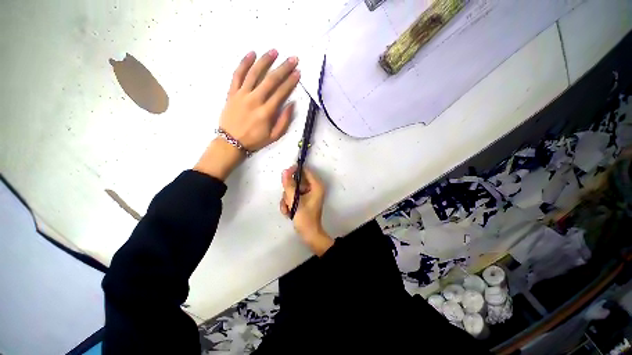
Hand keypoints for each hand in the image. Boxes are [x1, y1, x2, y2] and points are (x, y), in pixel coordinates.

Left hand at [194, 50, 299, 179]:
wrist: (231, 142)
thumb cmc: (254, 140)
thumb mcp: (274, 136)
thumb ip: (284, 121)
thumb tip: (291, 105)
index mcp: (266, 112)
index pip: (281, 93)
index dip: (291, 82)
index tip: (298, 73)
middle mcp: (255, 100)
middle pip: (271, 80)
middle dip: (283, 68)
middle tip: (293, 59)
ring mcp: (242, 94)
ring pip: (254, 73)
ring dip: (265, 61)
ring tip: (274, 51)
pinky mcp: (232, 92)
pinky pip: (237, 75)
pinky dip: (244, 63)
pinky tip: (251, 54)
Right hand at [280, 166, 333, 255]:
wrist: (309, 235)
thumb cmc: (305, 218)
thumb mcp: (295, 201)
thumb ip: (289, 185)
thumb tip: (285, 171)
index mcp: (316, 186)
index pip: (305, 170)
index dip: (294, 171)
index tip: (284, 175)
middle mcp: (313, 188)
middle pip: (297, 181)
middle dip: (289, 191)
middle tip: (287, 200)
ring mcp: (308, 194)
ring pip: (293, 189)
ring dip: (287, 199)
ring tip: (288, 209)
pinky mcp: (303, 200)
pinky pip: (293, 196)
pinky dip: (288, 203)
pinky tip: (288, 212)